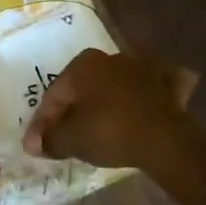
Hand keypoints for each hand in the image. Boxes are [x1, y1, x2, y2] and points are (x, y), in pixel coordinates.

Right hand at [22, 48, 198, 169]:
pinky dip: (143, 99)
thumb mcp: (71, 140)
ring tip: (98, 127)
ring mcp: (143, 67)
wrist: (165, 139)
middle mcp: (111, 57)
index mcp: (83, 64)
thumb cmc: (110, 132)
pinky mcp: (170, 83)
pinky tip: (141, 109)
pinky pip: (148, 90)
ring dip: (104, 103)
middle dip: (71, 111)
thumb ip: (49, 140)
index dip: (41, 124)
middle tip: (63, 136)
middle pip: (83, 89)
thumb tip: (35, 144)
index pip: (53, 96)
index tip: (36, 146)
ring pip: (115, 86)